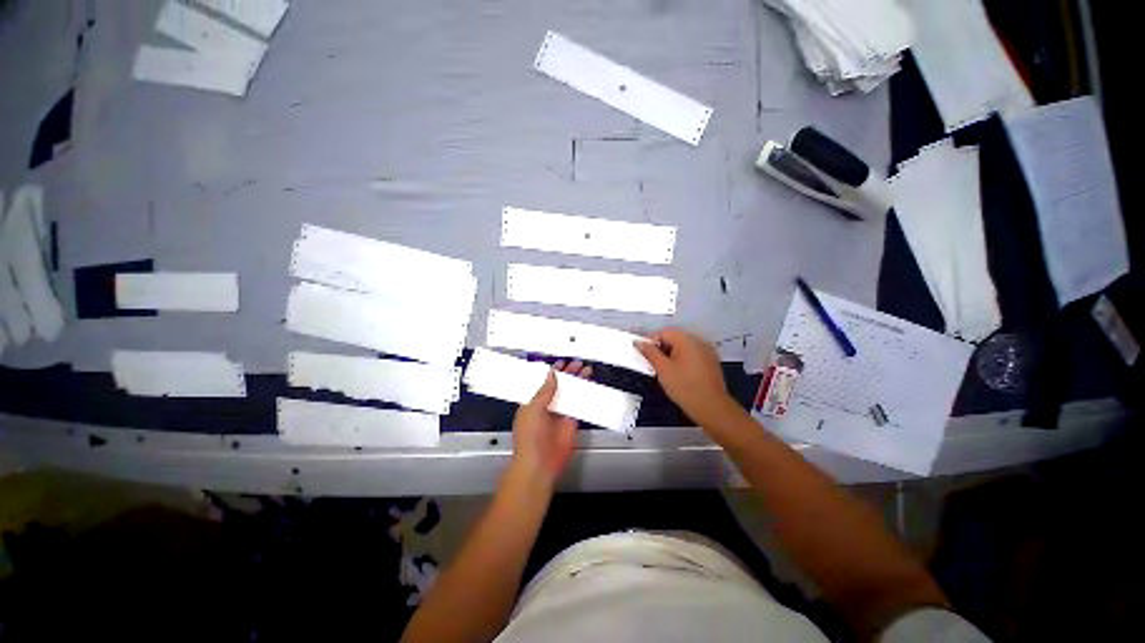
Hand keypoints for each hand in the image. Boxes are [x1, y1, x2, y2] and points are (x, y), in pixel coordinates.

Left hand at [510, 360, 591, 488]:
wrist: (539, 463)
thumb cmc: (528, 438)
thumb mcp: (533, 408)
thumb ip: (544, 390)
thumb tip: (551, 374)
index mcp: (533, 401)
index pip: (545, 382)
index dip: (553, 371)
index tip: (561, 362)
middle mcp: (547, 406)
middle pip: (560, 386)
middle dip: (569, 374)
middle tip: (578, 364)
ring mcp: (560, 414)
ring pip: (571, 393)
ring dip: (578, 383)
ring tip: (586, 371)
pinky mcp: (571, 422)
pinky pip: (579, 406)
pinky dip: (584, 397)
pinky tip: (589, 387)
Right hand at [636, 328, 740, 426]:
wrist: (711, 407)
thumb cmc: (685, 387)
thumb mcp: (662, 369)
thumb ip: (649, 353)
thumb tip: (639, 342)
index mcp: (686, 340)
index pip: (663, 332)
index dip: (651, 342)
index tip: (645, 355)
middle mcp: (699, 341)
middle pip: (674, 338)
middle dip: (662, 349)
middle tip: (654, 365)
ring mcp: (707, 351)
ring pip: (683, 347)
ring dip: (672, 355)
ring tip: (666, 371)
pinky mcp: (711, 362)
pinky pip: (693, 354)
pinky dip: (683, 360)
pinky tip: (680, 374)